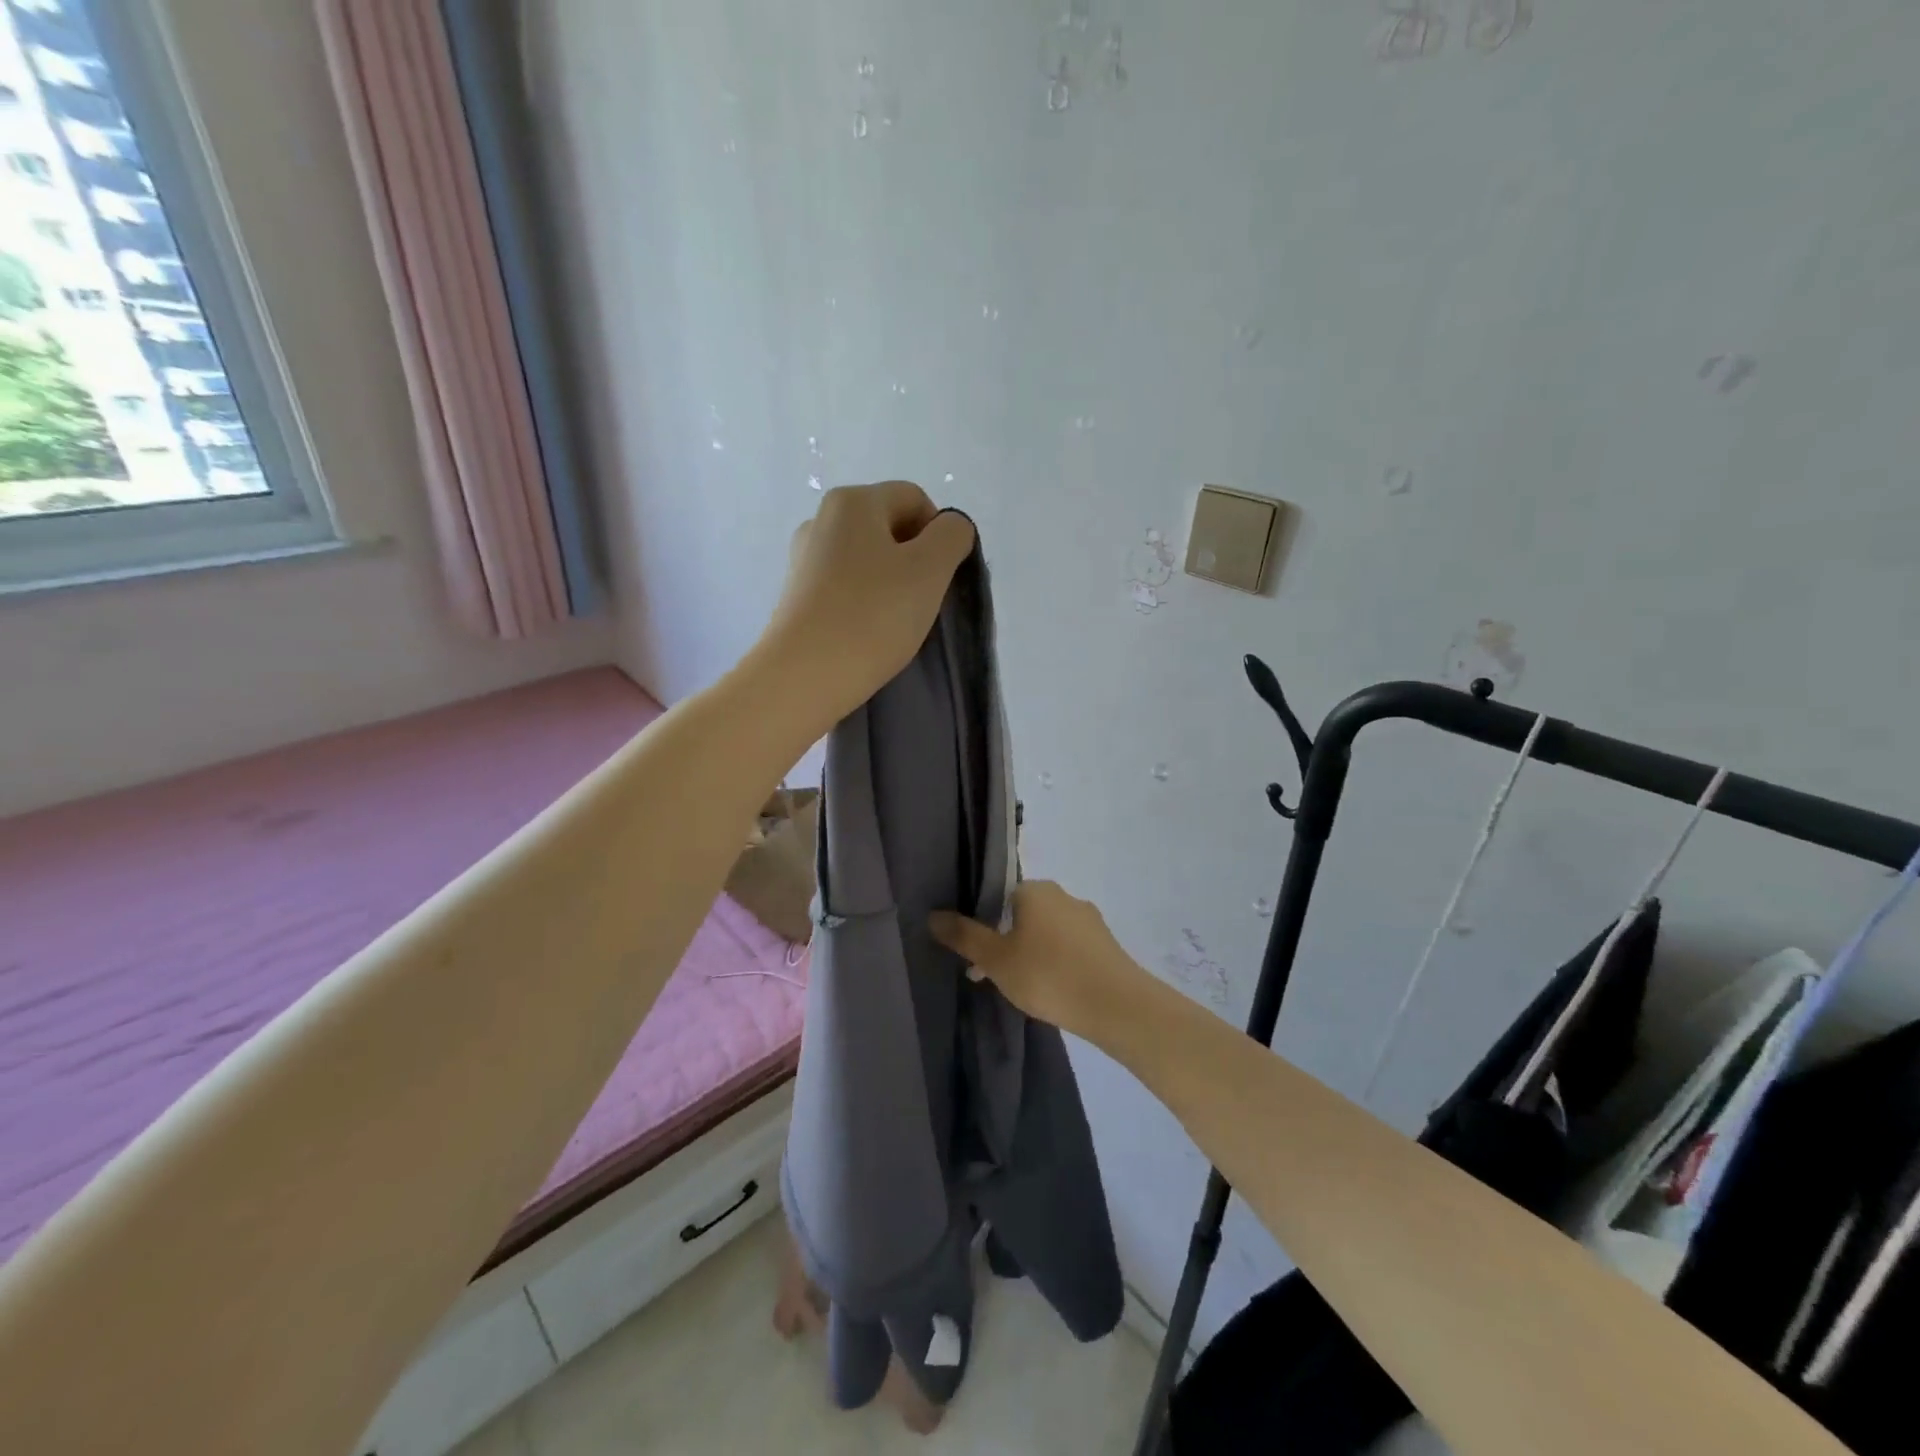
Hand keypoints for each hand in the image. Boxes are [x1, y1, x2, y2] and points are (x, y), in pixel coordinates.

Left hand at [760, 482, 975, 728]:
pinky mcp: (797, 595)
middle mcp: (822, 519)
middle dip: (915, 559)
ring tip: (895, 621)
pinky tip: (868, 632)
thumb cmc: (872, 615)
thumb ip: (952, 536)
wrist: (804, 675)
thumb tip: (949, 529)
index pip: (914, 499)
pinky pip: (846, 586)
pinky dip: (865, 602)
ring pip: (868, 559)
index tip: (940, 577)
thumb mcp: (930, 569)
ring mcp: (805, 558)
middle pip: (889, 527)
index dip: (939, 534)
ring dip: (892, 584)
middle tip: (921, 601)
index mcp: (854, 501)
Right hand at [929, 881, 1150, 1042]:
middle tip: (993, 976)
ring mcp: (1088, 919)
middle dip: (1005, 941)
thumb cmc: (1048, 974)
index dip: (982, 925)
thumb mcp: (995, 959)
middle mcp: (1063, 895)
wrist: (1116, 1004)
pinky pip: (1069, 947)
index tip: (976, 958)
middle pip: (1021, 914)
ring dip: (1030, 953)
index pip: (997, 896)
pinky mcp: (1105, 943)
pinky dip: (1055, 962)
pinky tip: (1053, 990)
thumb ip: (963, 936)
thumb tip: (933, 915)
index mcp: (1035, 889)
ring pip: (1046, 932)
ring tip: (1023, 989)